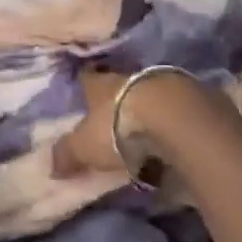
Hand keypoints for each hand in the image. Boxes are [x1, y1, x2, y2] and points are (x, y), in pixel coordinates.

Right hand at [51, 65, 216, 185]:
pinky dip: (173, 120)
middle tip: (115, 113)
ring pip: (150, 93)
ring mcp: (163, 84)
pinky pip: (177, 108)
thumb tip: (50, 164)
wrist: (175, 117)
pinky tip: (174, 135)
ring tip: (146, 129)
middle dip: (119, 97)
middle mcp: (131, 77)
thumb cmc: (120, 127)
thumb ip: (68, 154)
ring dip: (148, 108)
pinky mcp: (191, 97)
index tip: (82, 87)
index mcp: (102, 85)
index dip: (85, 83)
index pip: (88, 79)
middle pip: (121, 85)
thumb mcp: (85, 146)